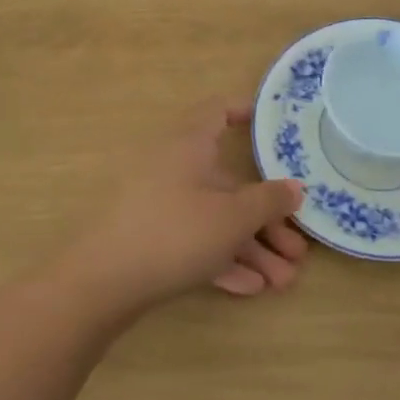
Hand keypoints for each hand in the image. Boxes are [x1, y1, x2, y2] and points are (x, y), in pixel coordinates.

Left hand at [64, 100, 307, 308]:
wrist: (102, 283)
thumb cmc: (175, 232)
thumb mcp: (233, 217)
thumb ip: (269, 201)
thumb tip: (295, 188)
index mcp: (190, 145)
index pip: (219, 111)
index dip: (247, 112)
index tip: (276, 127)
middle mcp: (175, 168)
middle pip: (229, 183)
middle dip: (267, 219)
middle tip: (298, 249)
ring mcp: (160, 204)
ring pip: (215, 219)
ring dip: (251, 248)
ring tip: (283, 282)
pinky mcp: (150, 239)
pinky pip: (195, 241)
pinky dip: (223, 259)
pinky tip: (251, 288)